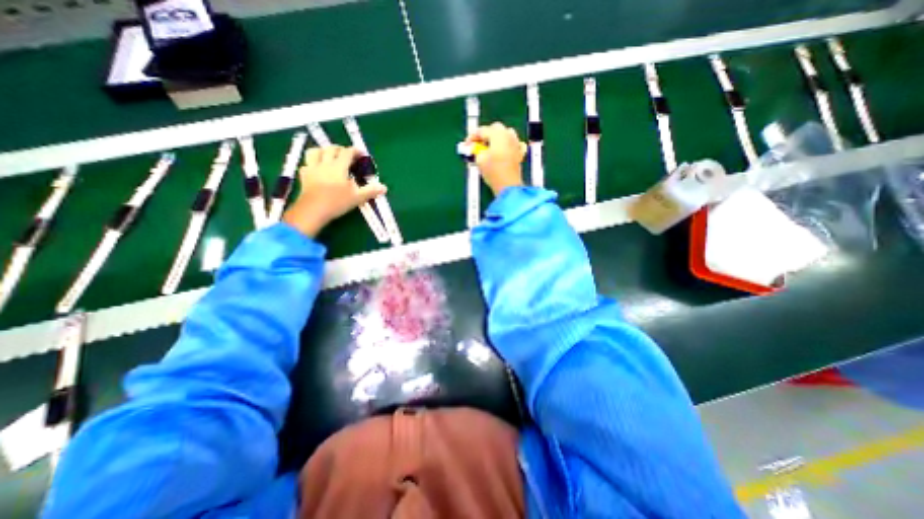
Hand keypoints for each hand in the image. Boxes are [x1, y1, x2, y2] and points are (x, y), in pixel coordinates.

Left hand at [282, 144, 382, 235]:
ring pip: (315, 151)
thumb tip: (384, 187)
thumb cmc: (337, 202)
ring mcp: (312, 169)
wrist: (313, 210)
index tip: (361, 154)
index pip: (347, 152)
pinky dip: (312, 163)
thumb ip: (370, 191)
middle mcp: (325, 163)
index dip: (355, 151)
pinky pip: (306, 164)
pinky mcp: (304, 176)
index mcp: (339, 166)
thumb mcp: (357, 197)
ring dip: (323, 151)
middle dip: (340, 149)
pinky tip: (316, 169)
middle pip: (331, 149)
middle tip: (347, 154)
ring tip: (328, 156)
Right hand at [470, 121, 527, 194]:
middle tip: (477, 145)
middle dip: (485, 136)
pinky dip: (506, 146)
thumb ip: (476, 150)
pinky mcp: (519, 154)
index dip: (472, 137)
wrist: (508, 185)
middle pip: (495, 129)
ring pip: (505, 135)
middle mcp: (509, 135)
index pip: (482, 130)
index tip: (467, 144)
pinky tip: (501, 152)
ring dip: (496, 139)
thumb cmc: (494, 171)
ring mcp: (516, 144)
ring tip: (488, 149)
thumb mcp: (479, 159)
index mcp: (498, 134)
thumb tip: (476, 149)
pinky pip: (512, 145)